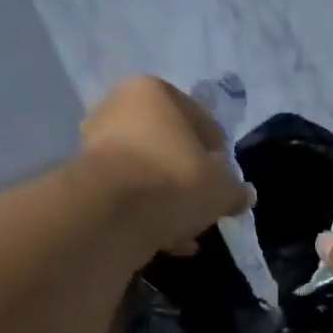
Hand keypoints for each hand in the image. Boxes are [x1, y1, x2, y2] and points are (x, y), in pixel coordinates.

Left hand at [79, 76, 254, 256]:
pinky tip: (166, 240)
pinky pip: (129, 198)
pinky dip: (148, 216)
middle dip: (189, 180)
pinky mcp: (85, 182)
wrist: (112, 213)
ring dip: (168, 202)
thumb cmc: (174, 181)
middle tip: (204, 208)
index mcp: (155, 92)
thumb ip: (235, 190)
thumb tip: (246, 195)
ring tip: (186, 231)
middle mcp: (120, 108)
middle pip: (169, 148)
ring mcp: (97, 145)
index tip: (226, 185)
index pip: (200, 122)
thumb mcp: (220, 188)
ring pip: (148, 175)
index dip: (219, 157)